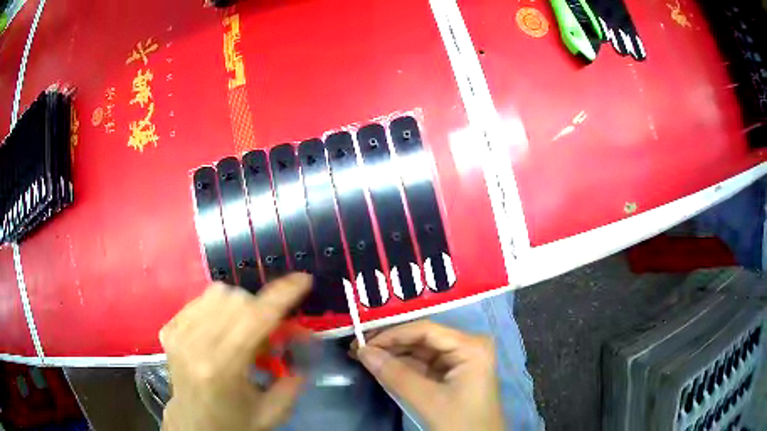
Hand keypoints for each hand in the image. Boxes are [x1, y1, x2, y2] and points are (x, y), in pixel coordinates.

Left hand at [160, 273, 311, 430]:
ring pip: (217, 293)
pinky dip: (217, 309)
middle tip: (266, 336)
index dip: (283, 295)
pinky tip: (219, 332)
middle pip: (237, 299)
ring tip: (240, 333)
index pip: (256, 319)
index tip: (303, 279)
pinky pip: (199, 300)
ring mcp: (178, 334)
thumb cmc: (234, 422)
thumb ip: (295, 379)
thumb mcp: (273, 411)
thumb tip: (305, 342)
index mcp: (224, 368)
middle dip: (261, 311)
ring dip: (238, 307)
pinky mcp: (168, 330)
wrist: (194, 425)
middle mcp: (196, 345)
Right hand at [354, 320, 504, 430]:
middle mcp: (467, 346)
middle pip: (422, 338)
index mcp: (470, 346)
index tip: (361, 342)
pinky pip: (424, 364)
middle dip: (390, 344)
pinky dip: (403, 366)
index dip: (391, 334)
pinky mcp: (453, 373)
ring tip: (363, 356)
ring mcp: (461, 359)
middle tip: (357, 348)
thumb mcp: (427, 400)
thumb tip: (362, 351)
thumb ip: (395, 374)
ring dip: (393, 354)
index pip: (425, 330)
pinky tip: (381, 366)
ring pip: (421, 351)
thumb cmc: (460, 422)